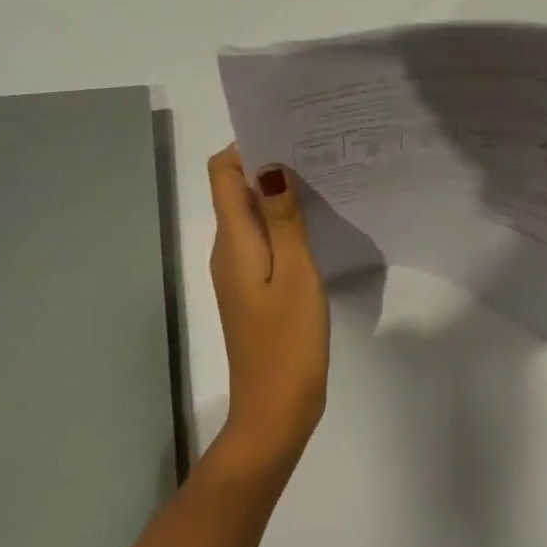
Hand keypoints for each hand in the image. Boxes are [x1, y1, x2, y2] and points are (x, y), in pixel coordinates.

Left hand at [207, 145, 329, 476]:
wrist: (275, 412)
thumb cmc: (288, 341)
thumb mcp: (295, 274)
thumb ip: (283, 220)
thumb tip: (271, 166)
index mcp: (233, 241)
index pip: (222, 173)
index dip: (248, 147)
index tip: (289, 135)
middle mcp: (228, 249)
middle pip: (236, 190)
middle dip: (270, 165)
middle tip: (318, 153)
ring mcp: (239, 271)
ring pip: (252, 216)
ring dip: (279, 195)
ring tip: (324, 182)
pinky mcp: (253, 289)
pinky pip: (263, 241)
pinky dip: (284, 225)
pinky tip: (316, 226)